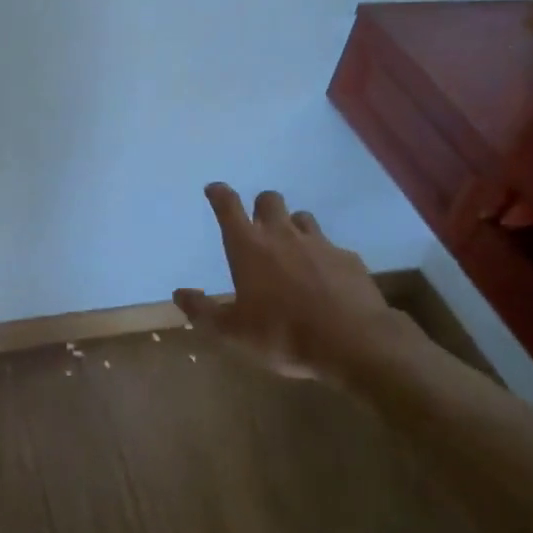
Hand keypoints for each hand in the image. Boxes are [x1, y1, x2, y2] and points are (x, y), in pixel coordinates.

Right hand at [173, 184, 432, 380]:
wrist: (354, 342)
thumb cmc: (283, 334)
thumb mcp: (233, 332)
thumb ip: (203, 311)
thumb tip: (179, 293)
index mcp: (249, 247)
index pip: (228, 206)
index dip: (219, 193)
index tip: (214, 189)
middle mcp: (282, 235)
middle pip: (269, 200)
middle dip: (261, 206)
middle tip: (258, 224)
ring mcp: (319, 243)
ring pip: (302, 218)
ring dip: (293, 226)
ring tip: (292, 249)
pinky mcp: (348, 258)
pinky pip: (331, 247)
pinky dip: (323, 256)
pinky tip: (325, 279)